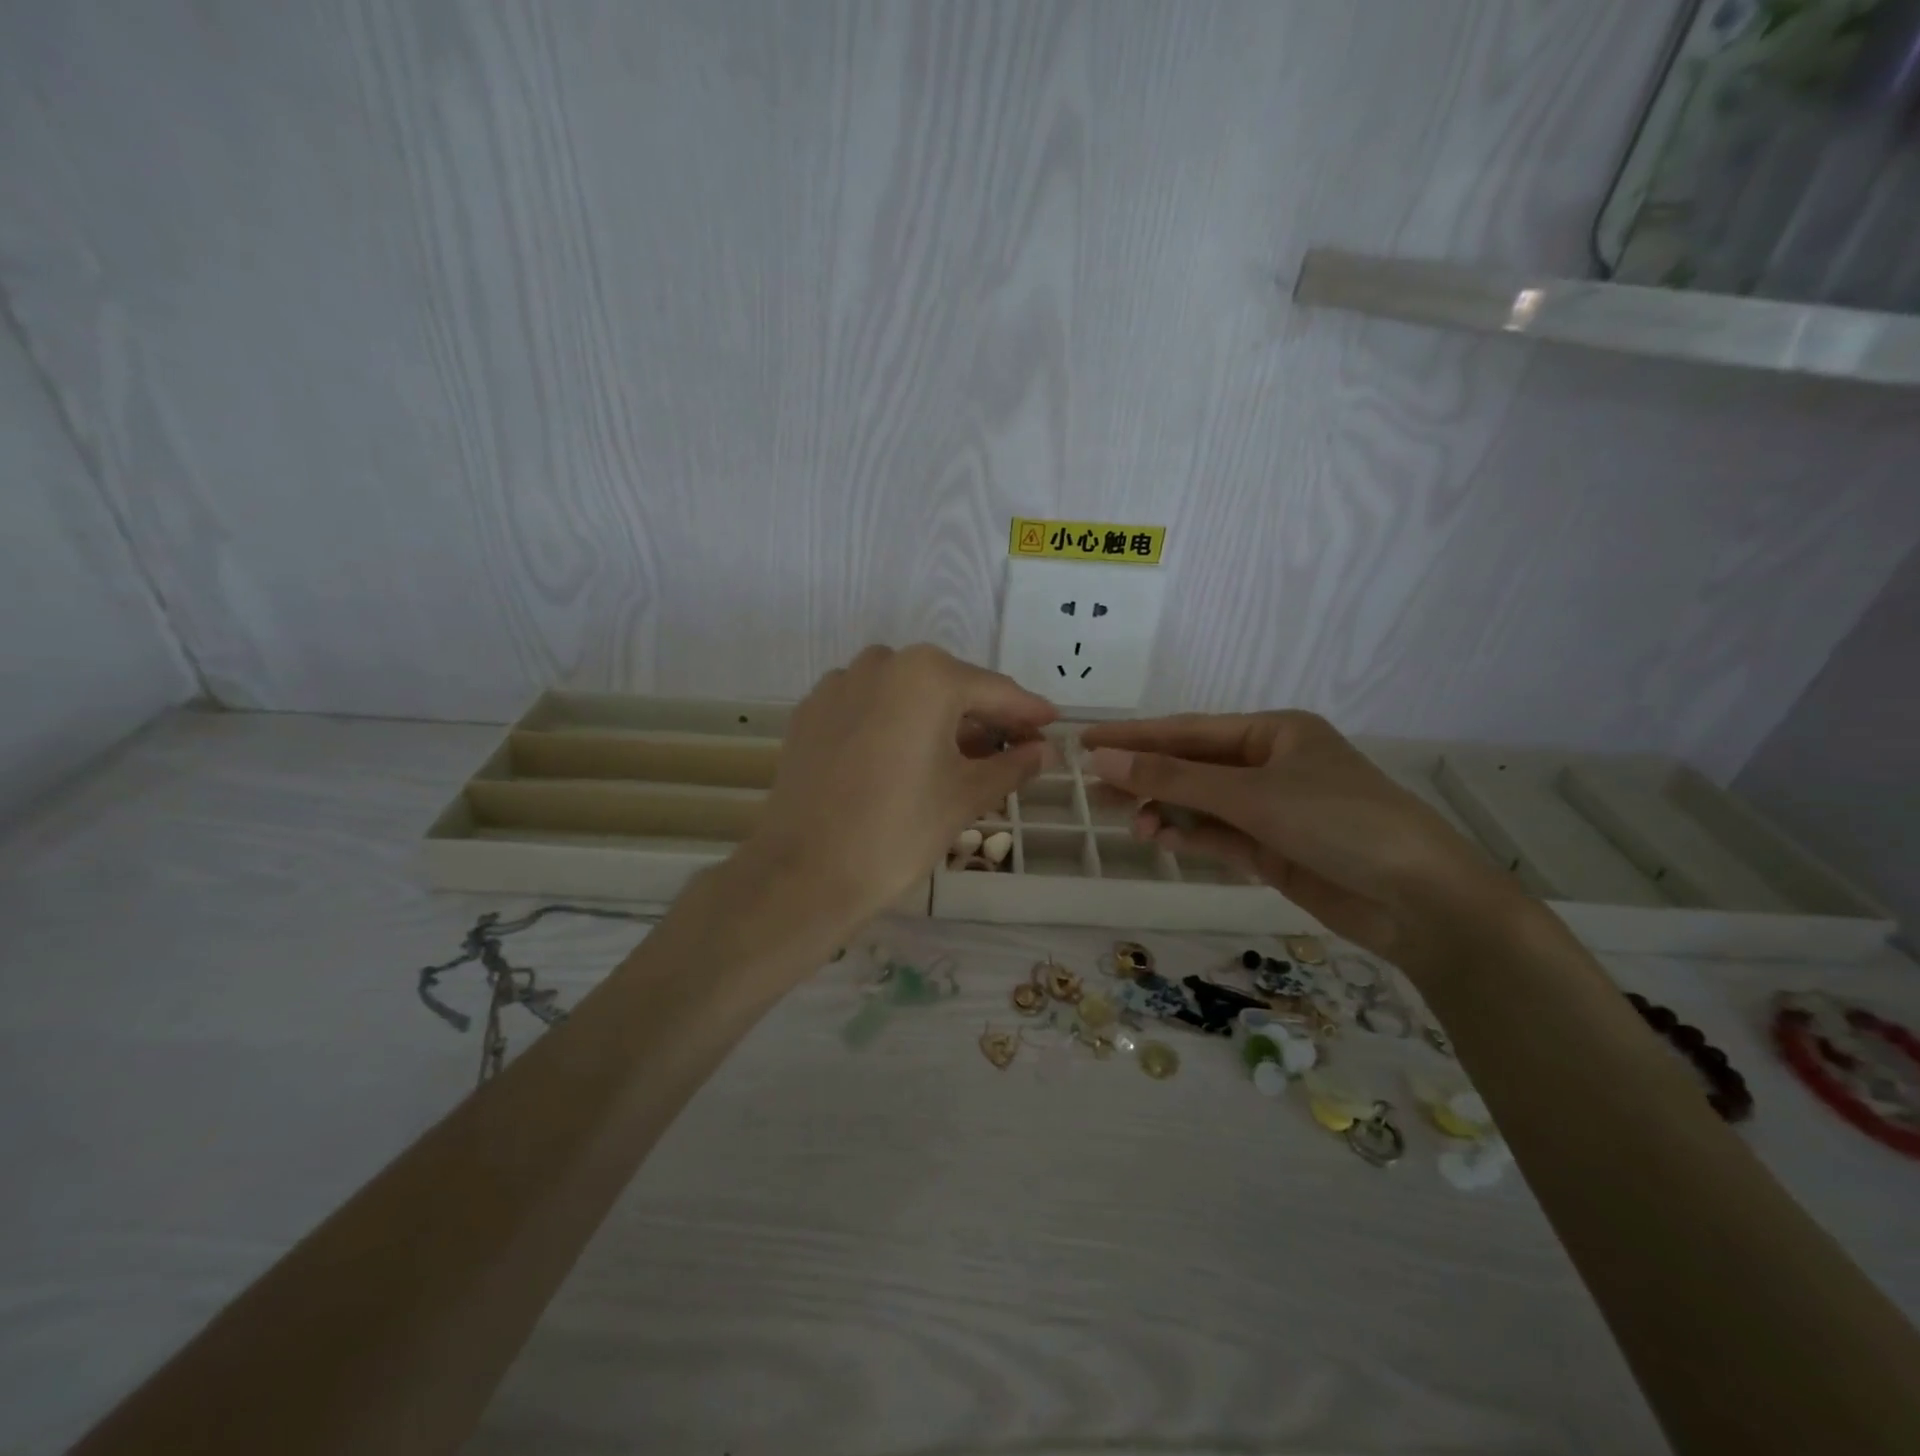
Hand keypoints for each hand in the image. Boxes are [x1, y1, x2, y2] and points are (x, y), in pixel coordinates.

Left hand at [742, 644, 1055, 925]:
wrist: (804, 872)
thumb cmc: (899, 831)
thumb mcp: (966, 796)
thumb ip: (1012, 764)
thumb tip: (1045, 751)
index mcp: (929, 676)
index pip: (995, 691)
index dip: (1028, 712)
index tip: (1052, 724)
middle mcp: (883, 663)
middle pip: (949, 686)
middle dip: (982, 716)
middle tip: (1009, 749)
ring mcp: (840, 683)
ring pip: (906, 693)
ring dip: (937, 717)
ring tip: (957, 757)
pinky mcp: (811, 710)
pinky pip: (869, 705)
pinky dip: (894, 722)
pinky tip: (903, 757)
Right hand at [1081, 712, 1524, 977]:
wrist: (1420, 901)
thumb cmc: (1338, 822)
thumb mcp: (1250, 794)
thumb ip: (1173, 779)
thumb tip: (1103, 759)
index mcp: (1274, 732)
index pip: (1188, 730)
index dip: (1135, 736)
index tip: (1085, 741)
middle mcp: (1271, 765)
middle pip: (1193, 766)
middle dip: (1147, 776)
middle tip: (1094, 788)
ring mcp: (1274, 809)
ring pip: (1203, 804)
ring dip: (1167, 811)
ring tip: (1131, 823)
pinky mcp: (1276, 849)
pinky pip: (1222, 836)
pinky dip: (1193, 837)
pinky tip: (1164, 841)